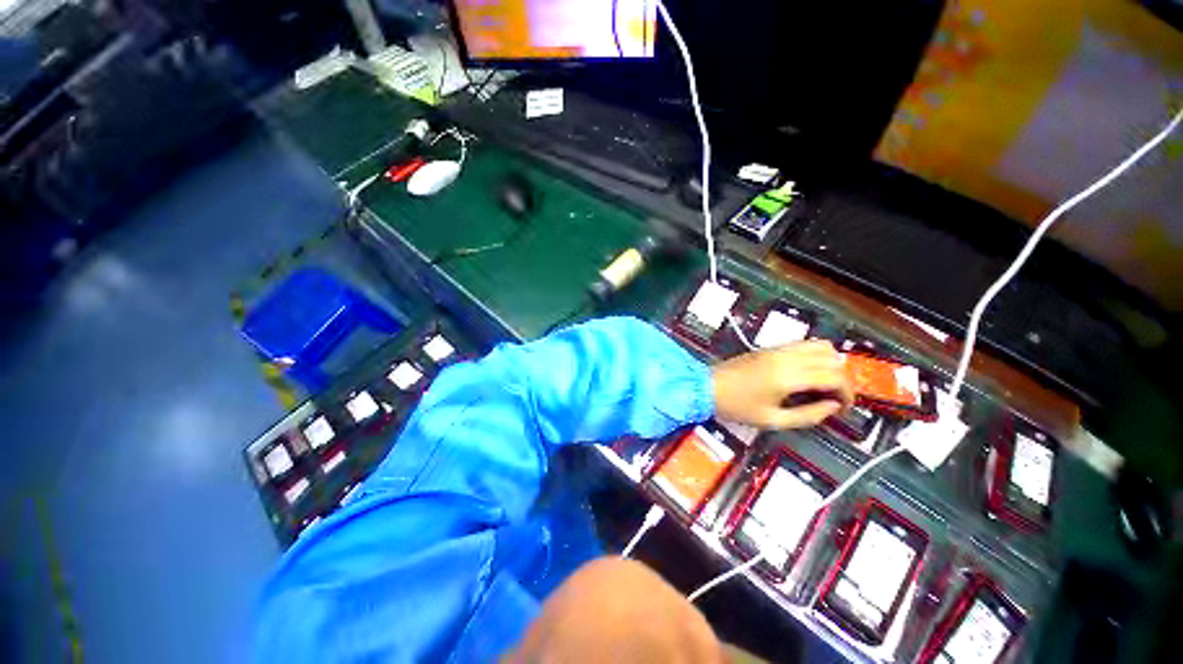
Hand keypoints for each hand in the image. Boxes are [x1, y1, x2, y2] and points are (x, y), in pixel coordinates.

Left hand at [712, 340, 852, 429]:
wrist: (707, 387)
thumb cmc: (736, 406)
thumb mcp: (772, 420)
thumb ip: (807, 416)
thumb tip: (832, 408)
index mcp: (789, 376)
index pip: (835, 376)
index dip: (848, 394)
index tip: (843, 409)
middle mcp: (787, 357)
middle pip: (833, 359)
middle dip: (842, 380)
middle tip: (835, 399)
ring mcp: (778, 349)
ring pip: (821, 346)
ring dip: (831, 363)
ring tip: (824, 385)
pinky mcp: (770, 347)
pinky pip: (803, 343)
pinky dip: (816, 354)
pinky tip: (808, 372)